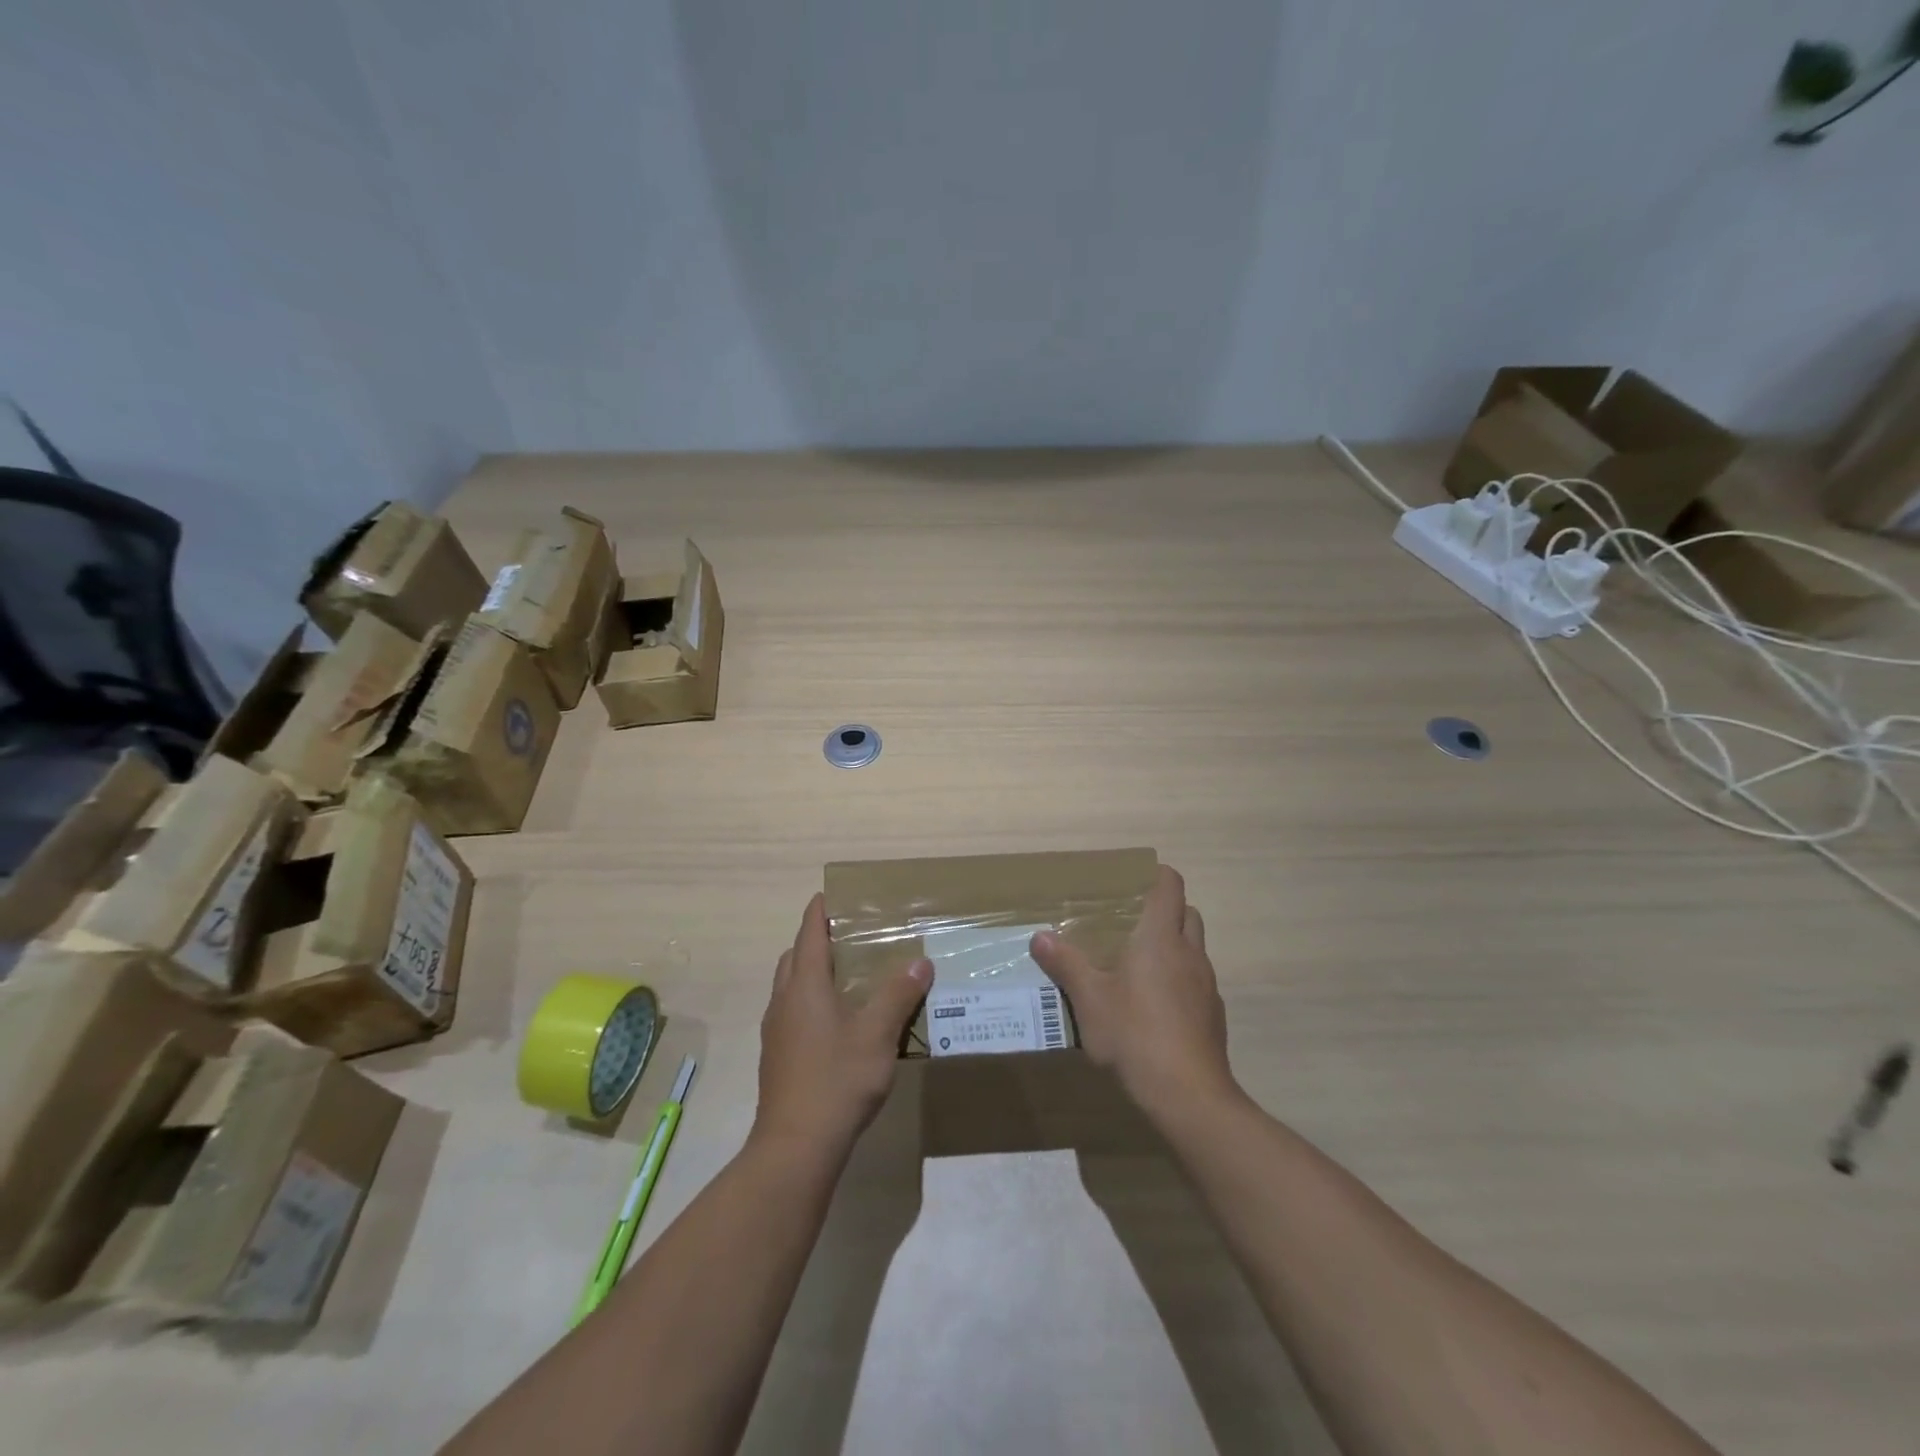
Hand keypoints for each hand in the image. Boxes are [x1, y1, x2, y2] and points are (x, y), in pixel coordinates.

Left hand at [752, 893, 931, 1157]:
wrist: (795, 1147)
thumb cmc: (837, 1080)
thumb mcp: (878, 1035)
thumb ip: (898, 995)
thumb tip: (920, 962)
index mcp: (804, 986)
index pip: (809, 933)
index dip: (820, 911)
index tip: (833, 895)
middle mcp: (784, 1001)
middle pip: (794, 957)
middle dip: (816, 940)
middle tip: (850, 936)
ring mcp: (776, 1031)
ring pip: (790, 986)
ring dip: (811, 972)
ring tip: (848, 976)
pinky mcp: (776, 1056)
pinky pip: (791, 1012)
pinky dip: (809, 1001)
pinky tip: (837, 1022)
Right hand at [1029, 865, 1237, 1120]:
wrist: (1189, 1095)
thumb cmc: (1135, 1034)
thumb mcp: (1089, 999)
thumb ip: (1065, 964)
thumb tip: (1040, 936)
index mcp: (1160, 938)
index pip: (1170, 884)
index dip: (1155, 875)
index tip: (1131, 881)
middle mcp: (1189, 953)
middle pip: (1187, 913)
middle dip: (1164, 910)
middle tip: (1129, 923)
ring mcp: (1206, 985)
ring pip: (1194, 948)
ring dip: (1172, 946)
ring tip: (1137, 965)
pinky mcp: (1213, 1015)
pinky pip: (1196, 982)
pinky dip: (1179, 981)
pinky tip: (1153, 1008)